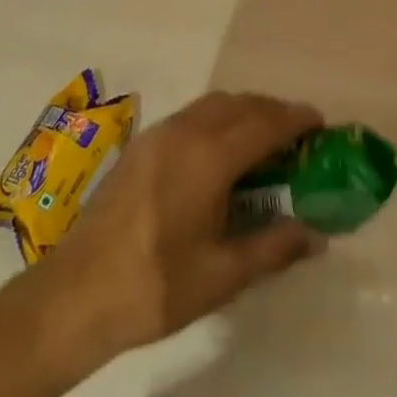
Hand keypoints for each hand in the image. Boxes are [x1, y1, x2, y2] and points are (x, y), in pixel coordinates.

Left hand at [44, 91, 327, 362]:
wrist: (76, 292)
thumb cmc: (155, 286)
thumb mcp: (221, 276)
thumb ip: (273, 247)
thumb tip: (316, 234)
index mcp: (209, 156)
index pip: (264, 123)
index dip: (295, 119)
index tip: (320, 122)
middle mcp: (186, 130)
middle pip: (240, 104)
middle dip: (272, 112)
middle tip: (297, 137)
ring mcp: (160, 132)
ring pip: (214, 104)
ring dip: (244, 112)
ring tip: (263, 143)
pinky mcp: (142, 143)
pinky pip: (193, 114)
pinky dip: (219, 119)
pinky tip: (220, 155)